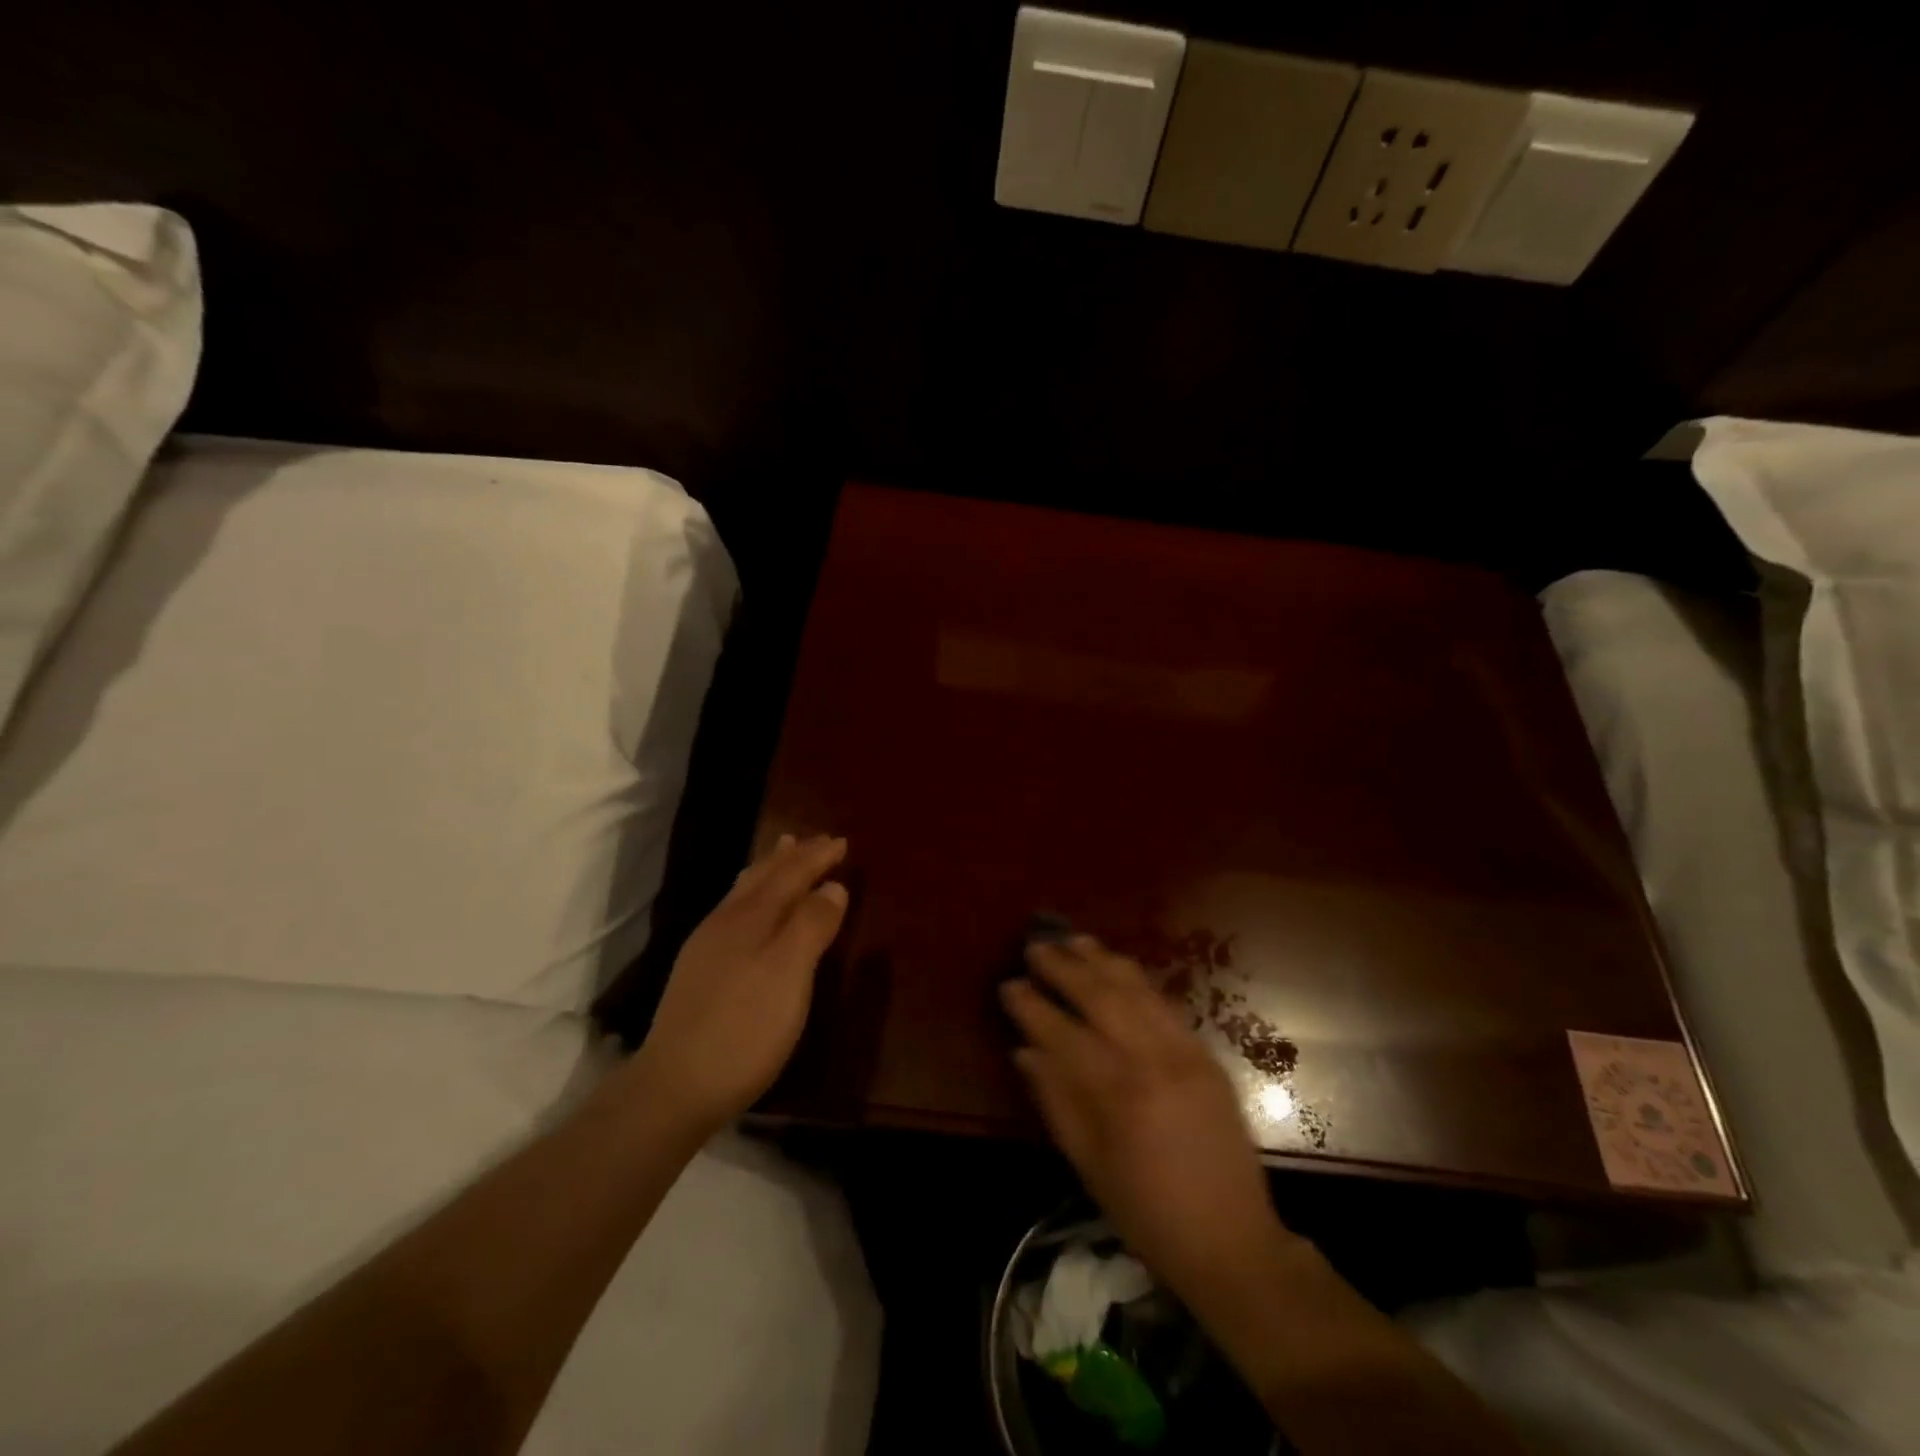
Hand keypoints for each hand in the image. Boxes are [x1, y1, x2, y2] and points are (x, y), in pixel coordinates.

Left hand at [629, 834, 848, 1130]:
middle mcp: (726, 922)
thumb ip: (812, 926)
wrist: (675, 1087)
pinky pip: (733, 913)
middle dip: (791, 857)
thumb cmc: (745, 1028)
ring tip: (779, 854)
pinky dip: (752, 896)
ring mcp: (706, 947)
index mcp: (751, 917)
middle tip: (811, 839)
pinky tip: (748, 910)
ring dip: (767, 870)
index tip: (841, 841)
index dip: (816, 857)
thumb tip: (832, 887)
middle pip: (762, 877)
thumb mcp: (790, 974)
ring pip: (743, 893)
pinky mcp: (698, 972)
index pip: (790, 874)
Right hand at [1001, 936, 1295, 1303]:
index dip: (1031, 1006)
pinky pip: (1165, 1003)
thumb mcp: (1087, 1165)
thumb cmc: (1146, 1212)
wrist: (1231, 1240)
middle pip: (1099, 996)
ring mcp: (1183, 1051)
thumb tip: (1025, 1050)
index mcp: (1116, 1093)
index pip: (1061, 1032)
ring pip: (1135, 989)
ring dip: (1100, 960)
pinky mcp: (1205, 1053)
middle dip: (1063, 967)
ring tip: (1073, 939)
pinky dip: (1136, 979)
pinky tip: (1117, 967)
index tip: (1009, 984)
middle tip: (1036, 946)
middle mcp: (1150, 1059)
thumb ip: (1055, 1101)